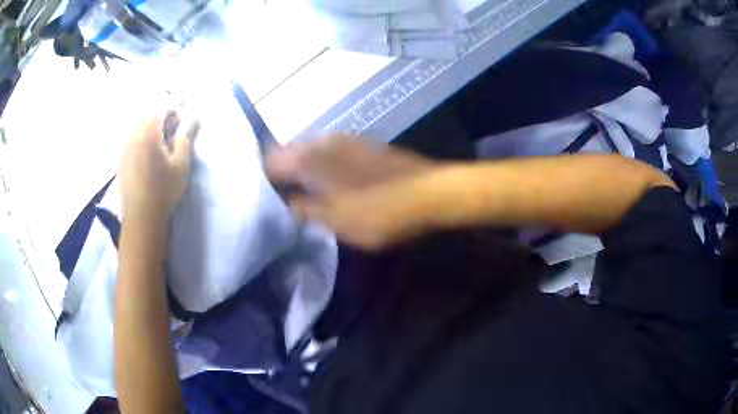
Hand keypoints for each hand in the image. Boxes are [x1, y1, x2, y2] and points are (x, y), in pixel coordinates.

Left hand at [118, 112, 199, 225]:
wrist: (141, 218)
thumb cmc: (164, 191)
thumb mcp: (181, 165)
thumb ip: (186, 138)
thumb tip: (194, 118)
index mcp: (149, 134)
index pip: (161, 111)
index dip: (174, 114)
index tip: (182, 127)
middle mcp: (134, 137)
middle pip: (148, 118)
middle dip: (161, 122)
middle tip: (172, 138)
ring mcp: (125, 149)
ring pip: (138, 130)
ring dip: (150, 133)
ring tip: (160, 150)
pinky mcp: (121, 162)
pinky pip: (131, 143)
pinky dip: (141, 144)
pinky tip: (147, 161)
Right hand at [267, 134, 437, 249]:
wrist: (431, 193)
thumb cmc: (378, 211)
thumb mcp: (333, 220)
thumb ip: (302, 211)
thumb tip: (282, 205)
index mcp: (309, 157)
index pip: (269, 162)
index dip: (261, 180)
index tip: (260, 199)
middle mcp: (323, 141)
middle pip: (288, 154)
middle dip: (280, 174)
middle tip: (278, 199)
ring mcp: (346, 140)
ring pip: (310, 152)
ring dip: (302, 170)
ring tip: (300, 193)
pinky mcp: (364, 145)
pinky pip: (331, 153)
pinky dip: (322, 167)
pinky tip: (329, 183)